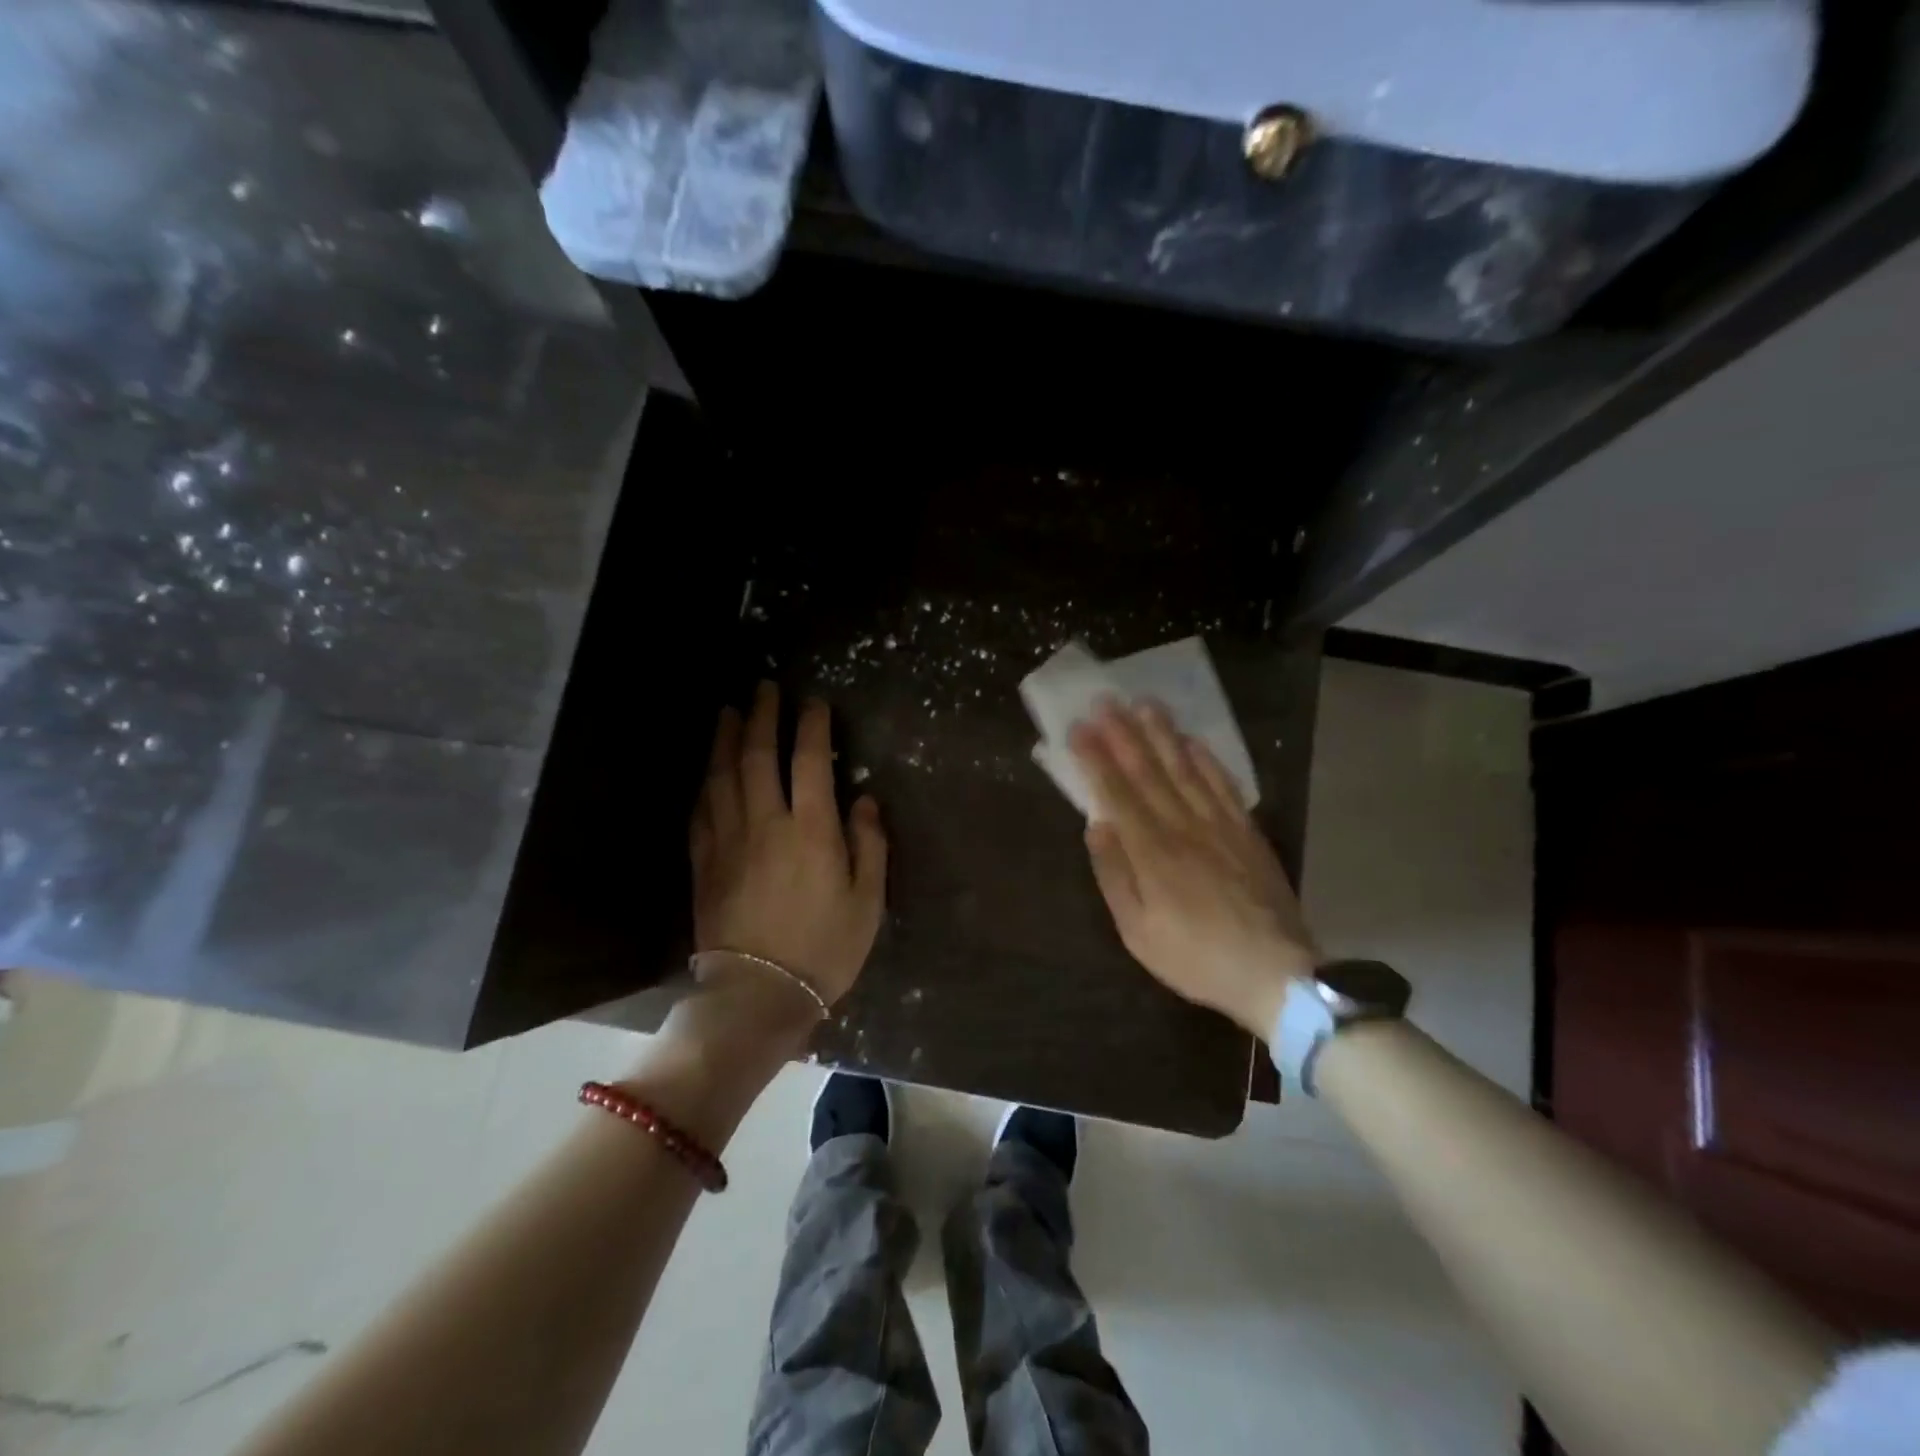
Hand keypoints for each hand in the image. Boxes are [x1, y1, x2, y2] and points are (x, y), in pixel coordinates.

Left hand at [690, 682, 887, 1021]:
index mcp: (811, 830)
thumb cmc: (824, 949)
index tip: (814, 702)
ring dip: (725, 739)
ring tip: (728, 711)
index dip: (811, 726)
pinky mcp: (704, 863)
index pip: (809, 761)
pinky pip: (701, 810)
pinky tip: (707, 771)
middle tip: (763, 687)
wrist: (758, 995)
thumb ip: (869, 845)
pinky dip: (705, 783)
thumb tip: (862, 801)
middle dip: (762, 716)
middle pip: (758, 756)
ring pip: (722, 776)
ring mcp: (728, 841)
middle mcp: (765, 823)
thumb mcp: (868, 901)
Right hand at [1069, 699, 1318, 1035]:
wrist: (1275, 973)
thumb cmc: (1195, 958)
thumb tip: (1096, 827)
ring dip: (1162, 735)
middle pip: (1149, 772)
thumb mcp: (1138, 933)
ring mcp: (1219, 825)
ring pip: (1185, 769)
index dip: (1096, 759)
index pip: (1117, 794)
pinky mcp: (1246, 831)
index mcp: (1152, 853)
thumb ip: (1115, 876)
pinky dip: (1206, 759)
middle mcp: (1183, 827)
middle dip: (1123, 734)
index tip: (1079, 728)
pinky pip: (1223, 785)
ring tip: (1144, 704)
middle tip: (1106, 700)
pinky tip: (1192, 740)